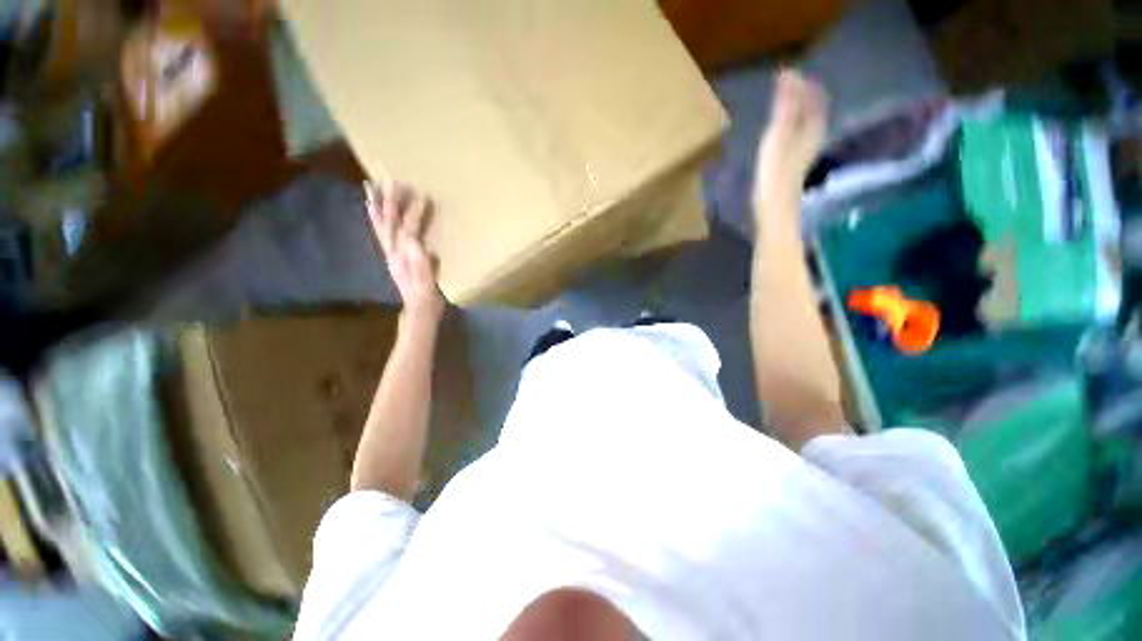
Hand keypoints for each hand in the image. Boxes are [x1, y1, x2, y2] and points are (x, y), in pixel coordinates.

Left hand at [365, 178, 445, 322]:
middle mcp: (393, 251)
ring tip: (370, 186)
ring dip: (376, 205)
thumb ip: (422, 262)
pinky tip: (373, 209)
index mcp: (405, 256)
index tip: (423, 195)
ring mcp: (390, 253)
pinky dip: (375, 218)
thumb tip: (416, 241)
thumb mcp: (428, 281)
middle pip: (389, 222)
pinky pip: (380, 232)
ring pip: (380, 225)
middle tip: (389, 179)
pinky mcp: (392, 256)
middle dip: (389, 200)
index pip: (409, 229)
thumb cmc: (428, 295)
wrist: (418, 309)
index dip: (415, 212)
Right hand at [755, 69, 828, 207]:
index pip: (813, 97)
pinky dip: (792, 124)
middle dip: (802, 95)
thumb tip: (789, 76)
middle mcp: (813, 136)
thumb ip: (786, 107)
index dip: (803, 84)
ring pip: (807, 122)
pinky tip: (783, 129)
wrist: (775, 206)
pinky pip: (799, 134)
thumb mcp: (779, 135)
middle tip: (785, 86)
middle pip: (813, 109)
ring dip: (797, 110)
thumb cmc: (775, 172)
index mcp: (812, 127)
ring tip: (784, 103)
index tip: (786, 74)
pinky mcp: (795, 162)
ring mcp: (805, 151)